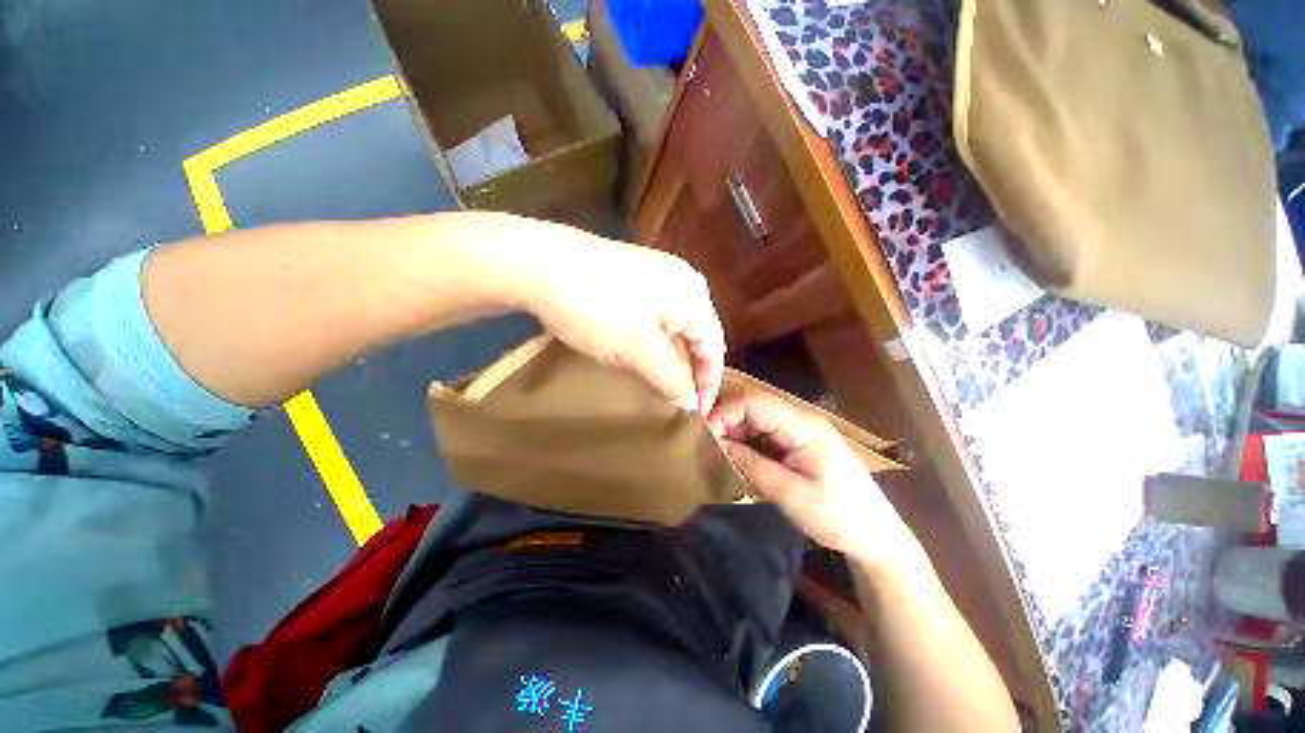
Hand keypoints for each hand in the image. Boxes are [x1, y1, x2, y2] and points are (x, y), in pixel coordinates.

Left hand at [510, 218, 725, 414]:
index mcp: (693, 294)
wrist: (537, 263)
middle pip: (693, 336)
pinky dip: (647, 344)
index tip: (698, 414)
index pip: (713, 346)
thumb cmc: (600, 308)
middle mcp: (679, 281)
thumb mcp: (640, 351)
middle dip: (685, 372)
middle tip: (675, 403)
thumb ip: (671, 380)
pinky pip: (649, 320)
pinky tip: (635, 358)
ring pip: (669, 329)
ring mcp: (652, 277)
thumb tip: (690, 404)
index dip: (708, 383)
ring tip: (656, 387)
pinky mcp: (627, 279)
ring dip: (665, 360)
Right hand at [709, 394, 926, 573]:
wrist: (876, 536)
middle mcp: (801, 421)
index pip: (756, 404)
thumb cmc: (837, 516)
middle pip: (756, 408)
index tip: (704, 429)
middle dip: (729, 420)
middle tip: (706, 440)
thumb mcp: (790, 494)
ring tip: (717, 449)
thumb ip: (752, 465)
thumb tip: (719, 443)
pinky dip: (749, 443)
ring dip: (737, 432)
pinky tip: (738, 455)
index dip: (727, 411)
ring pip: (759, 421)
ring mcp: (801, 432)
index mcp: (803, 426)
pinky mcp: (800, 445)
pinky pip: (767, 435)